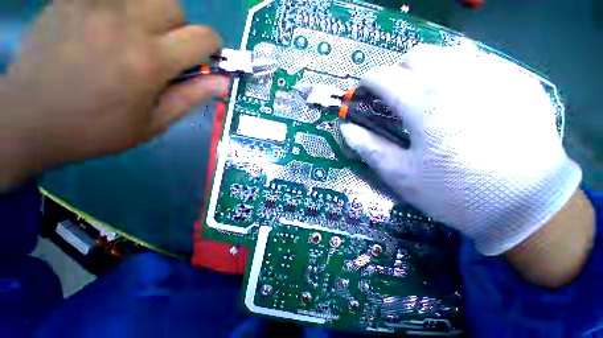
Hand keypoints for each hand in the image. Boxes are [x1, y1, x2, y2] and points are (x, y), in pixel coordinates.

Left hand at [0, 0, 227, 187]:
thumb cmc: (94, 129)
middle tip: (163, 51)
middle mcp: (125, 24)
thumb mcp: (153, 123)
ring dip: (152, 14)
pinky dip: (121, 9)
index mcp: (149, 61)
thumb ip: (191, 97)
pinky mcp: (70, 0)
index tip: (205, 59)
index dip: (213, 47)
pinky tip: (106, 29)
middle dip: (179, 29)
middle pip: (175, 7)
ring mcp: (94, 6)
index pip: (203, 37)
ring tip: (134, 37)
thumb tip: (224, 82)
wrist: (27, 121)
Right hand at [340, 44, 581, 255]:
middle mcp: (459, 79)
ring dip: (428, 68)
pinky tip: (462, 97)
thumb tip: (346, 128)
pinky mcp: (519, 82)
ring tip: (426, 93)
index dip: (368, 82)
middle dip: (397, 71)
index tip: (363, 91)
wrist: (527, 206)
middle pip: (416, 55)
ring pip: (448, 52)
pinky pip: (480, 62)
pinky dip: (460, 72)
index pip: (384, 77)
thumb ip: (369, 147)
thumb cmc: (455, 193)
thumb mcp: (400, 175)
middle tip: (395, 95)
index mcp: (425, 104)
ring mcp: (495, 75)